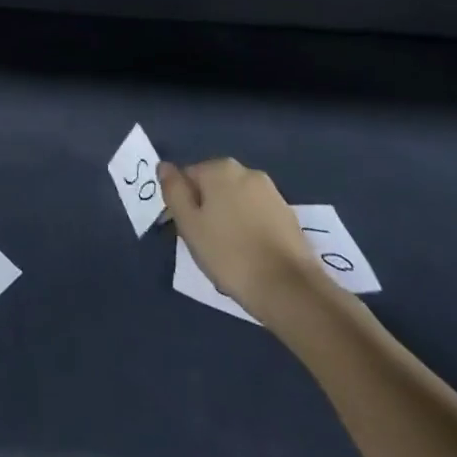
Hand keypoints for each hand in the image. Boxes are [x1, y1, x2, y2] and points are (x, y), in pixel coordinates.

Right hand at [160, 157, 328, 319]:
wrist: (291, 291)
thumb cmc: (230, 254)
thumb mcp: (189, 224)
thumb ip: (173, 190)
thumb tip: (164, 166)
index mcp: (220, 168)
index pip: (188, 177)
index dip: (184, 205)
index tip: (190, 232)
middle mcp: (247, 172)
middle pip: (214, 187)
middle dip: (208, 210)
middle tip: (207, 244)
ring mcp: (272, 194)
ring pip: (237, 203)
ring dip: (230, 220)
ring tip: (231, 255)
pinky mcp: (290, 217)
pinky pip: (258, 217)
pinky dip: (251, 231)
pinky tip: (252, 257)